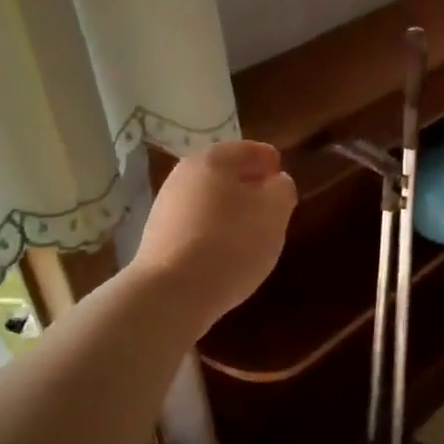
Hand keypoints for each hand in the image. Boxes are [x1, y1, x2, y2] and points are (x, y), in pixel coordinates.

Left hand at [132, 140, 297, 331]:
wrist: (172, 293)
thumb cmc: (231, 243)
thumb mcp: (274, 213)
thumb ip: (282, 190)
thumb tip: (276, 182)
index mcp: (214, 159)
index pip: (252, 150)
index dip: (272, 164)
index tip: (285, 184)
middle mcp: (185, 174)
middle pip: (226, 173)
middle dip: (250, 187)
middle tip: (271, 210)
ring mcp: (167, 205)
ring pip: (210, 199)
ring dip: (231, 210)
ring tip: (251, 235)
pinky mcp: (158, 236)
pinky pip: (196, 224)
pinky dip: (214, 231)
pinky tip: (225, 253)